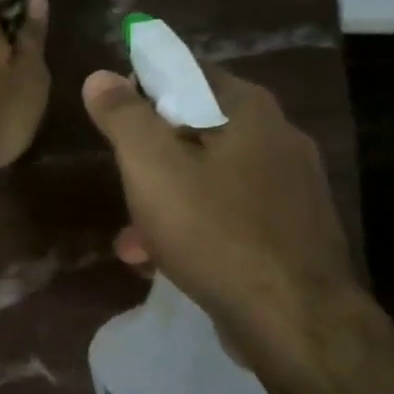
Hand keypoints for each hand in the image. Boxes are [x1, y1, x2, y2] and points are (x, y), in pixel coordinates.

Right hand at [82, 64, 360, 376]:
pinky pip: (229, 216)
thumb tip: (100, 76)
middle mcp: (278, 139)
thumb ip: (124, 117)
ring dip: (166, 201)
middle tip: (123, 182)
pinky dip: (195, 228)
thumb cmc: (215, 231)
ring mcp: (291, 189)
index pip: (187, 72)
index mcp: (249, 111)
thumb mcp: (152, 167)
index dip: (144, 86)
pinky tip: (165, 260)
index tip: (114, 115)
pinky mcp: (291, 232)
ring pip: (210, 178)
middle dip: (151, 157)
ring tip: (132, 238)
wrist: (293, 320)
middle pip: (196, 130)